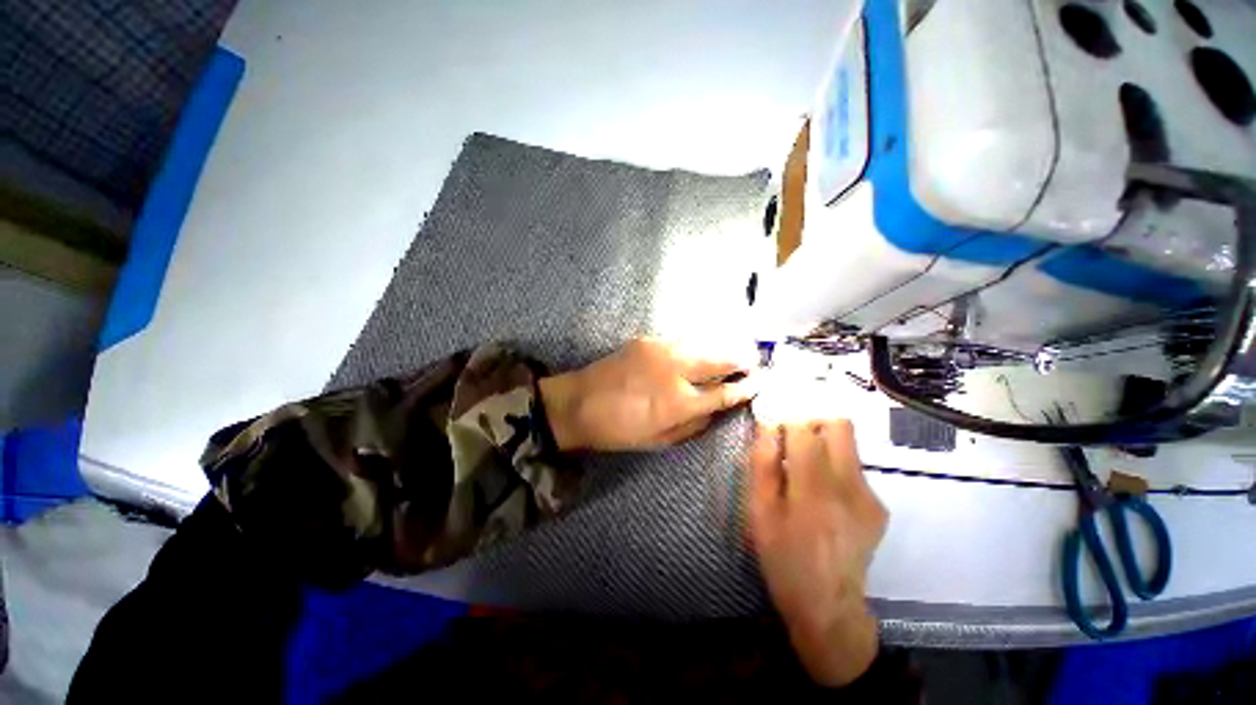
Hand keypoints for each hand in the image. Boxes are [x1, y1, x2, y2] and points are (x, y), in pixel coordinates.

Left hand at [538, 338, 757, 450]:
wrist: (579, 403)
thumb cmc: (620, 429)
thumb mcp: (660, 440)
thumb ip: (694, 425)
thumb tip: (716, 410)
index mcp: (679, 403)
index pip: (725, 392)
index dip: (747, 387)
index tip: (761, 382)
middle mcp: (676, 371)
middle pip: (721, 359)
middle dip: (743, 358)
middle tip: (755, 360)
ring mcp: (662, 350)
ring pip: (704, 343)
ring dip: (723, 346)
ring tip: (736, 350)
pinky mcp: (648, 340)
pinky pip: (682, 339)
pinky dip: (698, 344)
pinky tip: (702, 348)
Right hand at [748, 419, 887, 686]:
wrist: (828, 606)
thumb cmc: (783, 557)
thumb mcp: (759, 513)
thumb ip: (763, 466)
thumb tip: (767, 427)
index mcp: (813, 488)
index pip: (805, 428)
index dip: (788, 412)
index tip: (774, 412)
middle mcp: (849, 485)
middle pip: (839, 424)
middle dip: (813, 416)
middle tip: (791, 427)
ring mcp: (869, 495)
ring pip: (848, 444)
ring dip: (822, 440)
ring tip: (801, 459)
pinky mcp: (878, 506)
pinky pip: (854, 467)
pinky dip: (833, 463)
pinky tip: (820, 487)